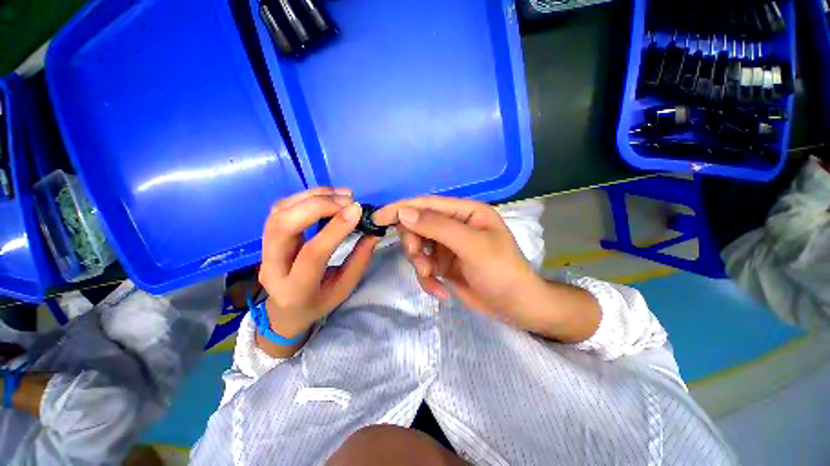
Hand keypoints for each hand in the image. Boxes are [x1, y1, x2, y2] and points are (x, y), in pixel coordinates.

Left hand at [259, 188, 379, 338]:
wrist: (285, 311)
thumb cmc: (318, 302)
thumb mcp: (344, 288)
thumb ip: (359, 260)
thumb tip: (372, 232)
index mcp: (296, 289)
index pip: (313, 253)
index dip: (336, 228)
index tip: (357, 210)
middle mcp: (272, 267)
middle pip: (283, 226)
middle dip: (318, 206)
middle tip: (348, 200)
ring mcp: (264, 250)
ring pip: (280, 212)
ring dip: (313, 197)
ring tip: (342, 195)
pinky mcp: (266, 237)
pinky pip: (281, 208)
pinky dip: (306, 196)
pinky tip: (327, 195)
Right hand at [373, 197, 545, 328]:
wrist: (516, 307)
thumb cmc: (501, 271)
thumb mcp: (472, 246)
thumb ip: (437, 227)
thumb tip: (404, 212)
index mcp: (465, 212)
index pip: (426, 204)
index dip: (401, 208)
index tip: (378, 218)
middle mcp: (454, 225)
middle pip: (418, 226)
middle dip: (414, 244)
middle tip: (421, 261)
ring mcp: (447, 246)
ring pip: (418, 248)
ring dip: (420, 264)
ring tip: (433, 278)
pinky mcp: (444, 265)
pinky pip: (424, 267)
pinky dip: (427, 280)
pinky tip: (441, 291)